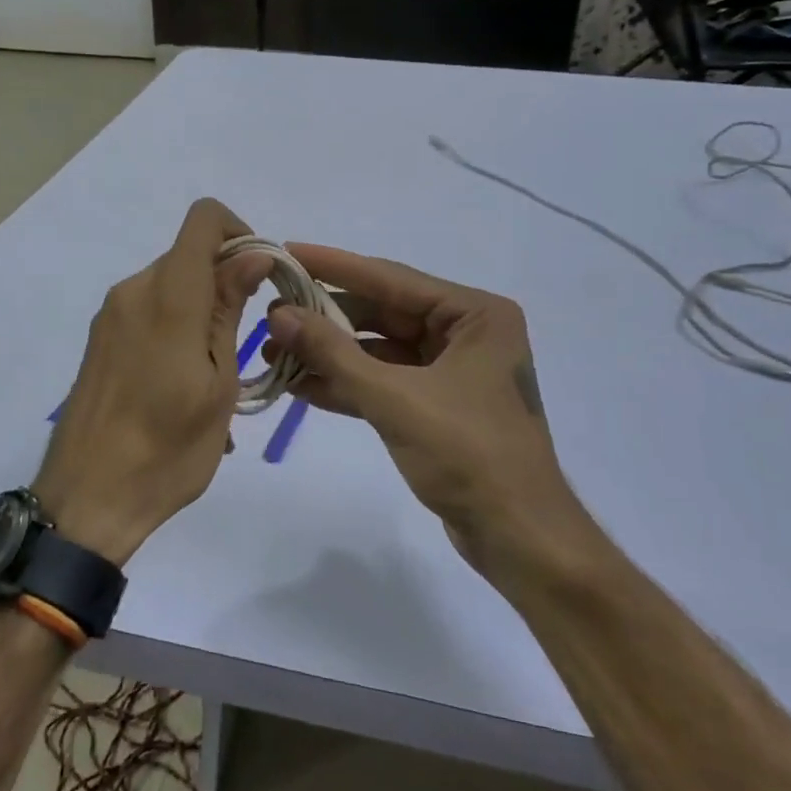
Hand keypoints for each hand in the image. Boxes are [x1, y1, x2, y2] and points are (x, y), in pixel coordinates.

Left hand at [33, 200, 269, 565]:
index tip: (260, 277)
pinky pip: (149, 312)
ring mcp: (111, 316)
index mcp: (168, 296)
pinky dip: (177, 328)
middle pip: (189, 254)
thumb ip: (230, 310)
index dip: (240, 232)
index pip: (204, 219)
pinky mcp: (100, 340)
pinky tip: (185, 384)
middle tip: (247, 338)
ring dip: (202, 310)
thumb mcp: (218, 382)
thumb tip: (253, 255)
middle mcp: (133, 291)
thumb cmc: (167, 449)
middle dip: (226, 280)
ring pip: (171, 285)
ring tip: (217, 375)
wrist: (86, 501)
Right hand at [263, 245, 584, 572]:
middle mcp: (466, 333)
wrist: (518, 537)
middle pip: (383, 312)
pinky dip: (347, 383)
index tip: (287, 252)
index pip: (392, 278)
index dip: (335, 266)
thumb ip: (334, 354)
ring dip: (330, 354)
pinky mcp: (437, 405)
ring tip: (274, 352)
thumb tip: (278, 314)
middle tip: (271, 315)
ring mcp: (452, 370)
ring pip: (379, 349)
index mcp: (475, 314)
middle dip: (326, 318)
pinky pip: (385, 381)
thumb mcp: (395, 398)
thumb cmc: (468, 454)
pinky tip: (300, 384)